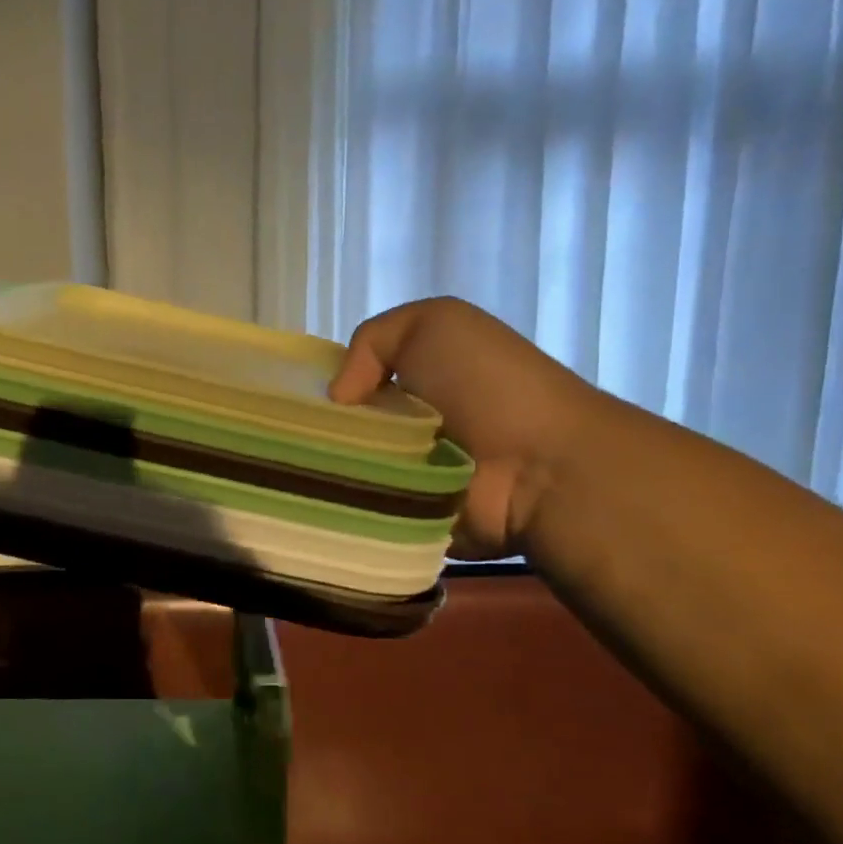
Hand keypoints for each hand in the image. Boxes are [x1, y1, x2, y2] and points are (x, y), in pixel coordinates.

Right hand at [328, 297, 603, 558]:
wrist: (541, 467)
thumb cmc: (486, 385)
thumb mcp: (432, 323)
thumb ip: (371, 340)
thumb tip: (340, 399)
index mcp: (415, 381)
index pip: (349, 387)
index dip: (323, 391)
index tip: (301, 403)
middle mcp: (409, 427)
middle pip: (340, 432)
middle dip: (319, 436)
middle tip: (302, 443)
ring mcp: (408, 477)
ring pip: (345, 475)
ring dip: (330, 475)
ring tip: (311, 477)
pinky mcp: (407, 520)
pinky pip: (361, 515)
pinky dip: (345, 511)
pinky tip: (328, 506)